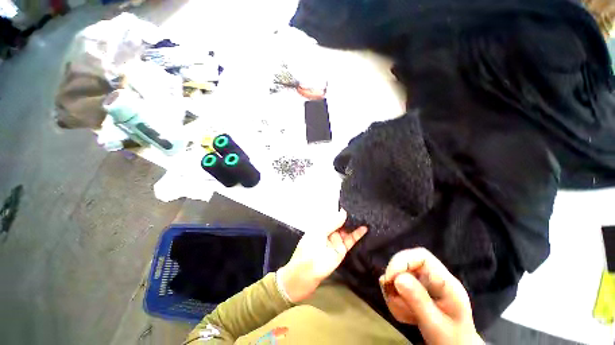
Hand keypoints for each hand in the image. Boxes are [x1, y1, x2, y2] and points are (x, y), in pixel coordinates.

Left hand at [278, 209, 367, 302]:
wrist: (306, 274)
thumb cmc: (309, 248)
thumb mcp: (319, 232)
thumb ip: (332, 222)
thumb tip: (343, 212)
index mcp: (320, 226)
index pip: (331, 216)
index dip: (339, 211)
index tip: (350, 204)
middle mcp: (328, 232)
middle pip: (340, 222)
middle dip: (349, 216)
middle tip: (360, 208)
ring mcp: (335, 241)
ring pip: (346, 230)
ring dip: (354, 224)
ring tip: (365, 215)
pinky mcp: (342, 250)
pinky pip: (350, 241)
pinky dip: (357, 234)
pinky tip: (365, 227)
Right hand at [380, 248, 483, 344]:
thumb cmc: (451, 340)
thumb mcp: (436, 324)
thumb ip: (419, 301)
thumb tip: (397, 278)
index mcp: (445, 282)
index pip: (421, 256)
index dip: (402, 261)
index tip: (390, 278)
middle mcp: (433, 277)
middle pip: (406, 263)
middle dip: (395, 278)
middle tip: (390, 295)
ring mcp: (424, 284)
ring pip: (398, 275)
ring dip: (394, 294)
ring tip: (404, 314)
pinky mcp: (416, 290)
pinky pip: (397, 287)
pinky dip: (394, 300)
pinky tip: (404, 315)